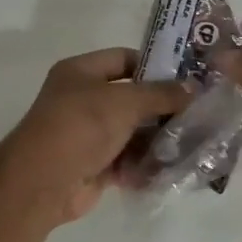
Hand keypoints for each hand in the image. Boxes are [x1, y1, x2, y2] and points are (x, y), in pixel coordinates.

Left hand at [0, 48, 190, 225]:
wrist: (42, 183)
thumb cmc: (80, 127)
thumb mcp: (124, 102)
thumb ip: (160, 94)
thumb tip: (193, 88)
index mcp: (81, 72)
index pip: (124, 58)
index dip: (155, 65)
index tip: (188, 77)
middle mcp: (83, 99)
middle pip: (132, 98)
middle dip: (163, 107)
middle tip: (199, 112)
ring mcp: (89, 134)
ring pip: (133, 131)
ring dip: (158, 138)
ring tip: (192, 142)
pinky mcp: (95, 165)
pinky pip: (128, 160)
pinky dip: (147, 164)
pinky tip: (173, 167)